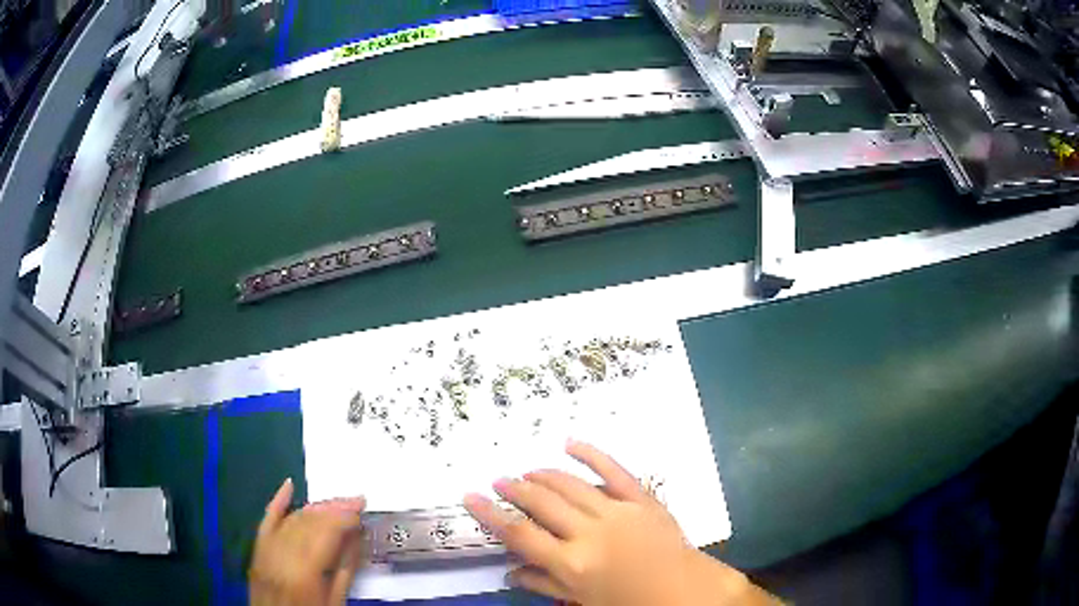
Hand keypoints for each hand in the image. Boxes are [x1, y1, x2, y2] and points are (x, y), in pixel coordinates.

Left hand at [249, 479, 366, 605]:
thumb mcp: (336, 600)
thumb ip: (345, 569)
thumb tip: (357, 538)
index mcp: (305, 571)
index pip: (326, 533)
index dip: (345, 517)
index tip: (362, 507)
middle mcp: (282, 555)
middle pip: (309, 522)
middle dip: (334, 508)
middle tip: (354, 499)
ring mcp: (267, 550)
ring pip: (292, 519)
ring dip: (315, 507)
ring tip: (335, 501)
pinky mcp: (257, 549)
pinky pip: (267, 520)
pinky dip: (277, 502)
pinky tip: (289, 485)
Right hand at [463, 440, 776, 605]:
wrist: (685, 591)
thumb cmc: (631, 603)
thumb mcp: (582, 601)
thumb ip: (545, 585)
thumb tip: (510, 571)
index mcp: (571, 564)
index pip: (519, 534)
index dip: (490, 514)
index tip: (470, 496)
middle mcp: (589, 533)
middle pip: (541, 503)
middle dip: (514, 488)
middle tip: (499, 480)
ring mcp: (617, 512)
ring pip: (570, 484)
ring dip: (543, 475)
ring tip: (525, 472)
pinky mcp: (642, 499)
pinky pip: (613, 470)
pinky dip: (590, 453)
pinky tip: (570, 443)